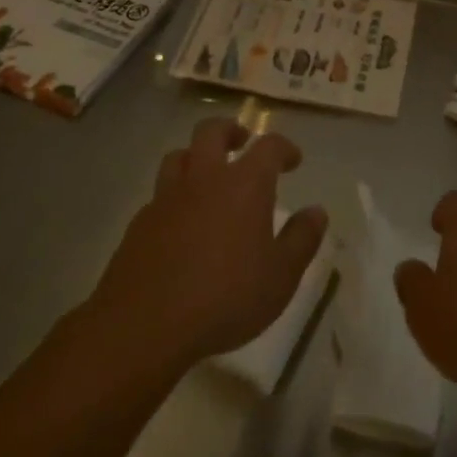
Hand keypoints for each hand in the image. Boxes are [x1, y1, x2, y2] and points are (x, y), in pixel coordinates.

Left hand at [84, 118, 327, 372]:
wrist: (144, 325)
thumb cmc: (225, 298)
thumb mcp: (280, 276)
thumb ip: (302, 239)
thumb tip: (317, 211)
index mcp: (245, 184)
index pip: (269, 146)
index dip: (284, 148)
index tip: (293, 159)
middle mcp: (205, 178)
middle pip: (211, 131)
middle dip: (230, 131)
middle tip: (241, 142)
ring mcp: (167, 198)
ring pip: (178, 156)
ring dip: (195, 157)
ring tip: (206, 175)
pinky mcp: (139, 223)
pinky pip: (159, 194)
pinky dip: (174, 196)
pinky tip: (180, 221)